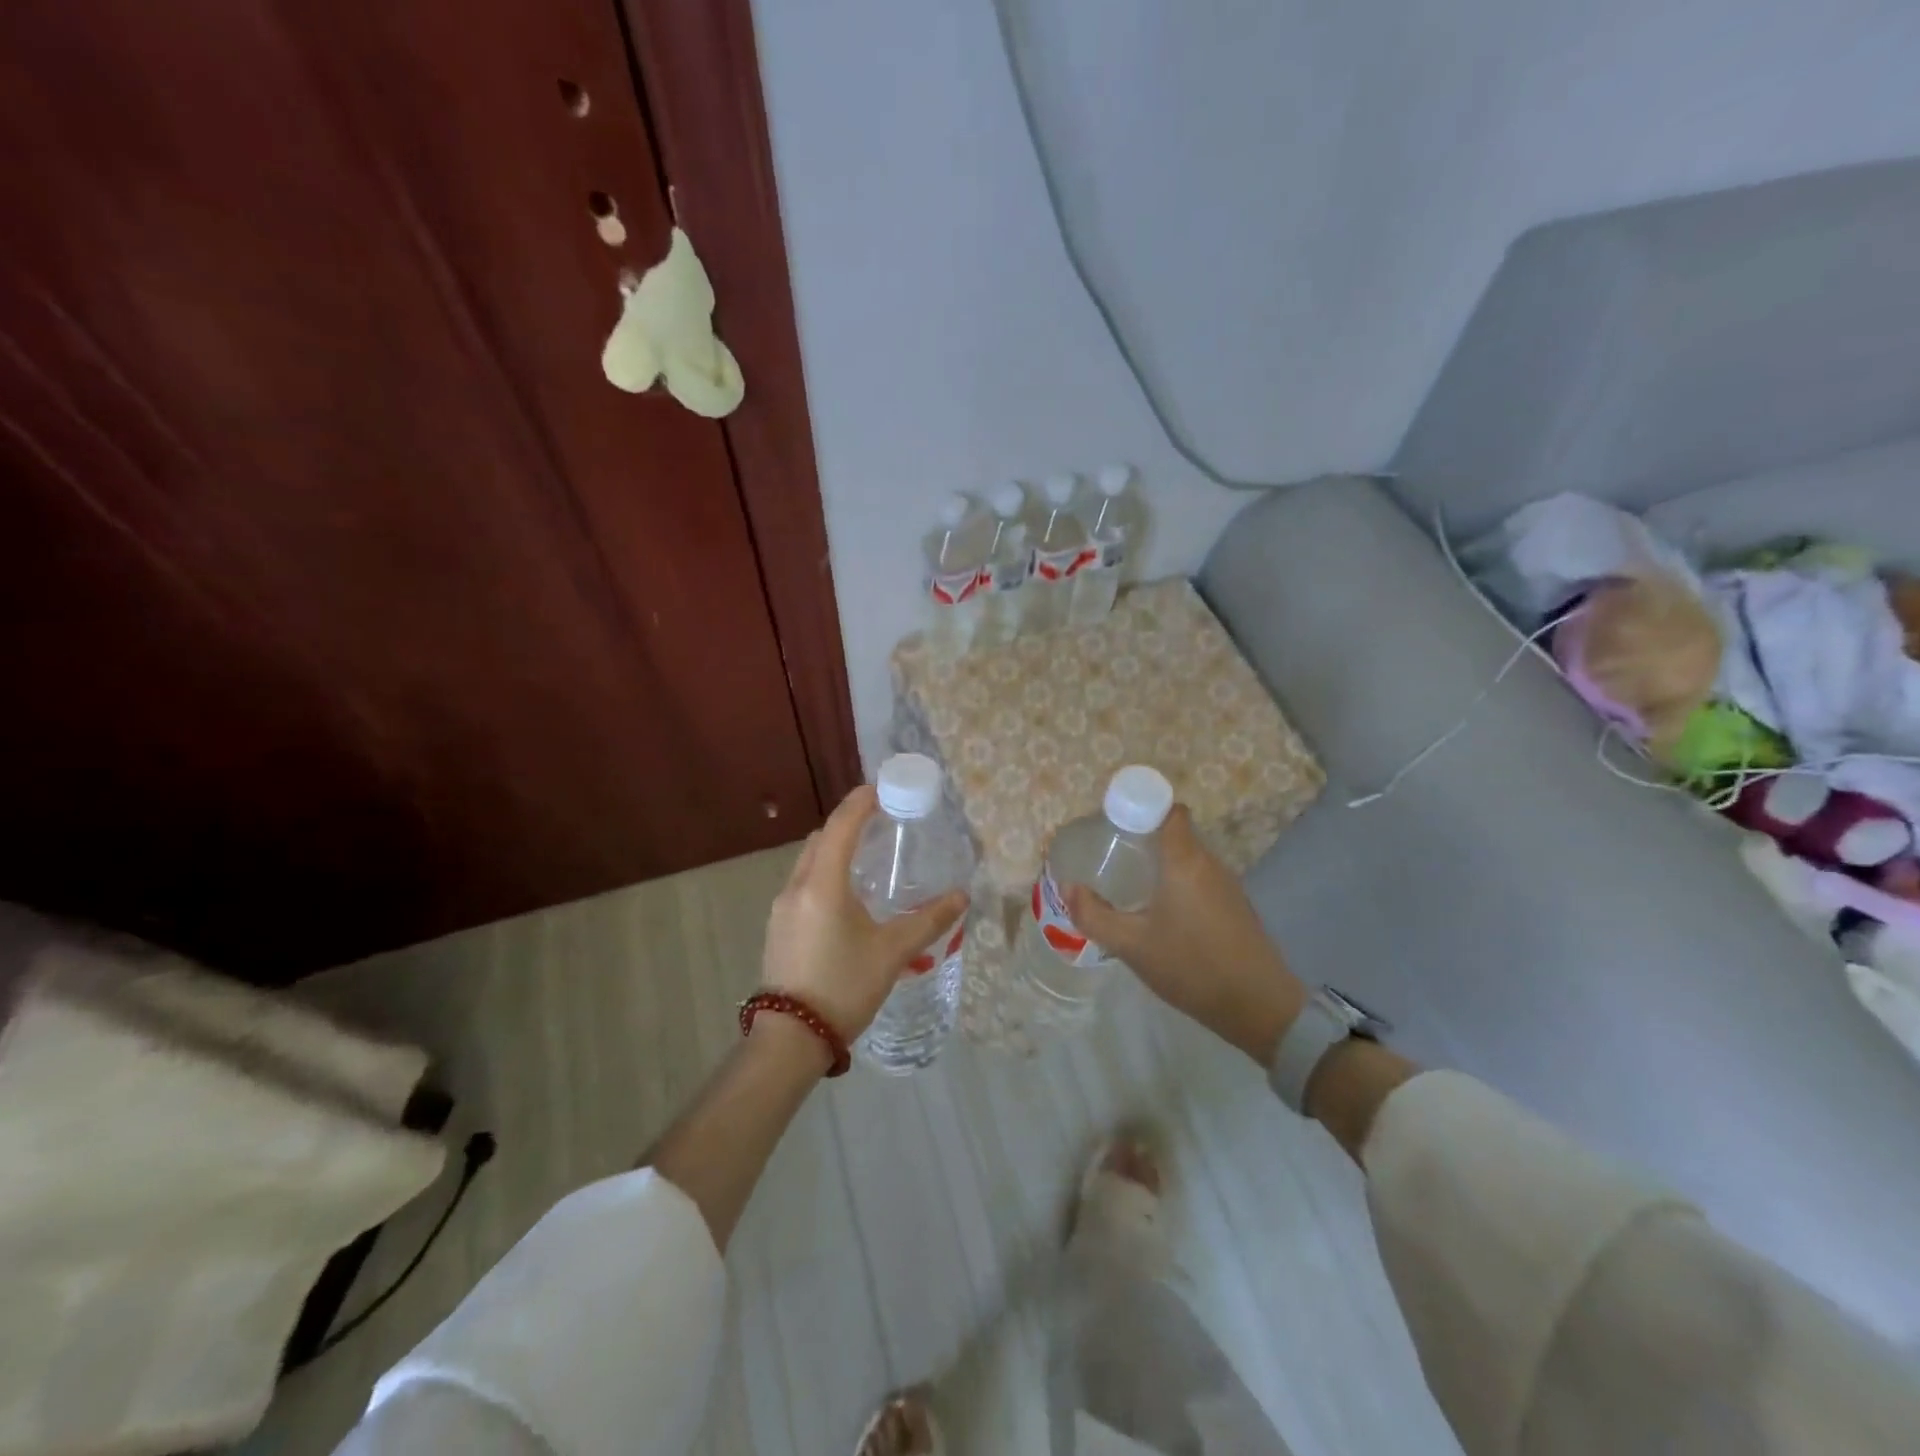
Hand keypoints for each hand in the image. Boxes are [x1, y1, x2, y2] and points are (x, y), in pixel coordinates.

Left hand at [762, 785, 968, 1045]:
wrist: (790, 1039)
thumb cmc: (844, 987)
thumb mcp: (892, 953)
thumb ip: (928, 921)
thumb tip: (962, 896)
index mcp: (822, 885)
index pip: (841, 826)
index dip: (860, 802)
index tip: (881, 787)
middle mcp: (796, 887)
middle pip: (821, 839)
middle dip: (848, 824)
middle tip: (880, 822)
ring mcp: (781, 908)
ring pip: (809, 862)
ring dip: (835, 850)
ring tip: (867, 858)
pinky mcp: (778, 927)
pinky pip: (803, 884)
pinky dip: (825, 874)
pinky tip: (846, 897)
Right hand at [1065, 804, 1305, 1062]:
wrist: (1258, 1007)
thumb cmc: (1191, 967)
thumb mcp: (1131, 946)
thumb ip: (1094, 915)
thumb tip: (1068, 888)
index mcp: (1185, 861)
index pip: (1170, 810)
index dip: (1143, 806)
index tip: (1115, 822)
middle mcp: (1210, 863)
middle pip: (1176, 833)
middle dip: (1144, 837)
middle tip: (1112, 855)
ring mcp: (1228, 885)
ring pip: (1189, 858)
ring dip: (1162, 863)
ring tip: (1130, 883)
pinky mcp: (1236, 906)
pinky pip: (1200, 879)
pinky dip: (1178, 883)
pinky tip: (1161, 912)